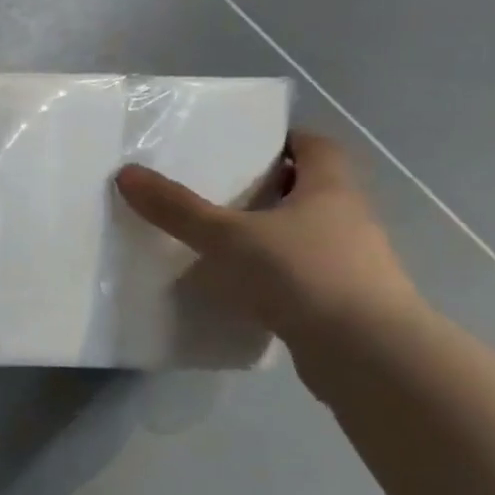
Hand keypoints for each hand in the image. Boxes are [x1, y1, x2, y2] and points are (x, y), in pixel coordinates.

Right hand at [114, 130, 422, 352]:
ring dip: (267, 236)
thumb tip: (126, 173)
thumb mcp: (228, 237)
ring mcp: (349, 265)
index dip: (284, 139)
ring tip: (217, 242)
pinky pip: (299, 277)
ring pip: (303, 236)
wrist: (367, 355)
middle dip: (267, 188)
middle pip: (308, 190)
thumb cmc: (303, 275)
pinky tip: (236, 290)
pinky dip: (271, 277)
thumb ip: (178, 209)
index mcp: (331, 190)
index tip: (245, 145)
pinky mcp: (340, 304)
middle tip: (216, 192)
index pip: (316, 146)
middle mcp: (347, 220)